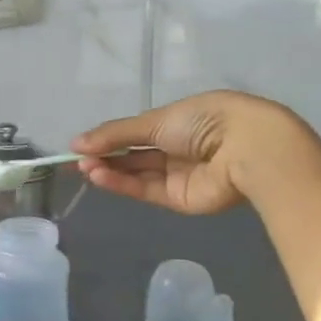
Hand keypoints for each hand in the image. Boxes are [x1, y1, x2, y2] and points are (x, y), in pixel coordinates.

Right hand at [72, 91, 320, 215]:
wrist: (244, 148)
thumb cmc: (203, 120)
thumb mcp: (155, 120)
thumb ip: (115, 134)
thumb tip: (76, 142)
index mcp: (179, 121)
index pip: (137, 132)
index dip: (109, 138)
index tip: (81, 145)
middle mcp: (178, 148)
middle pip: (134, 155)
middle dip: (106, 156)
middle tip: (77, 159)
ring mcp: (179, 175)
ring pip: (137, 174)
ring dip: (109, 171)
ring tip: (84, 168)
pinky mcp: (179, 200)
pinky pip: (145, 191)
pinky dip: (122, 184)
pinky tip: (99, 177)